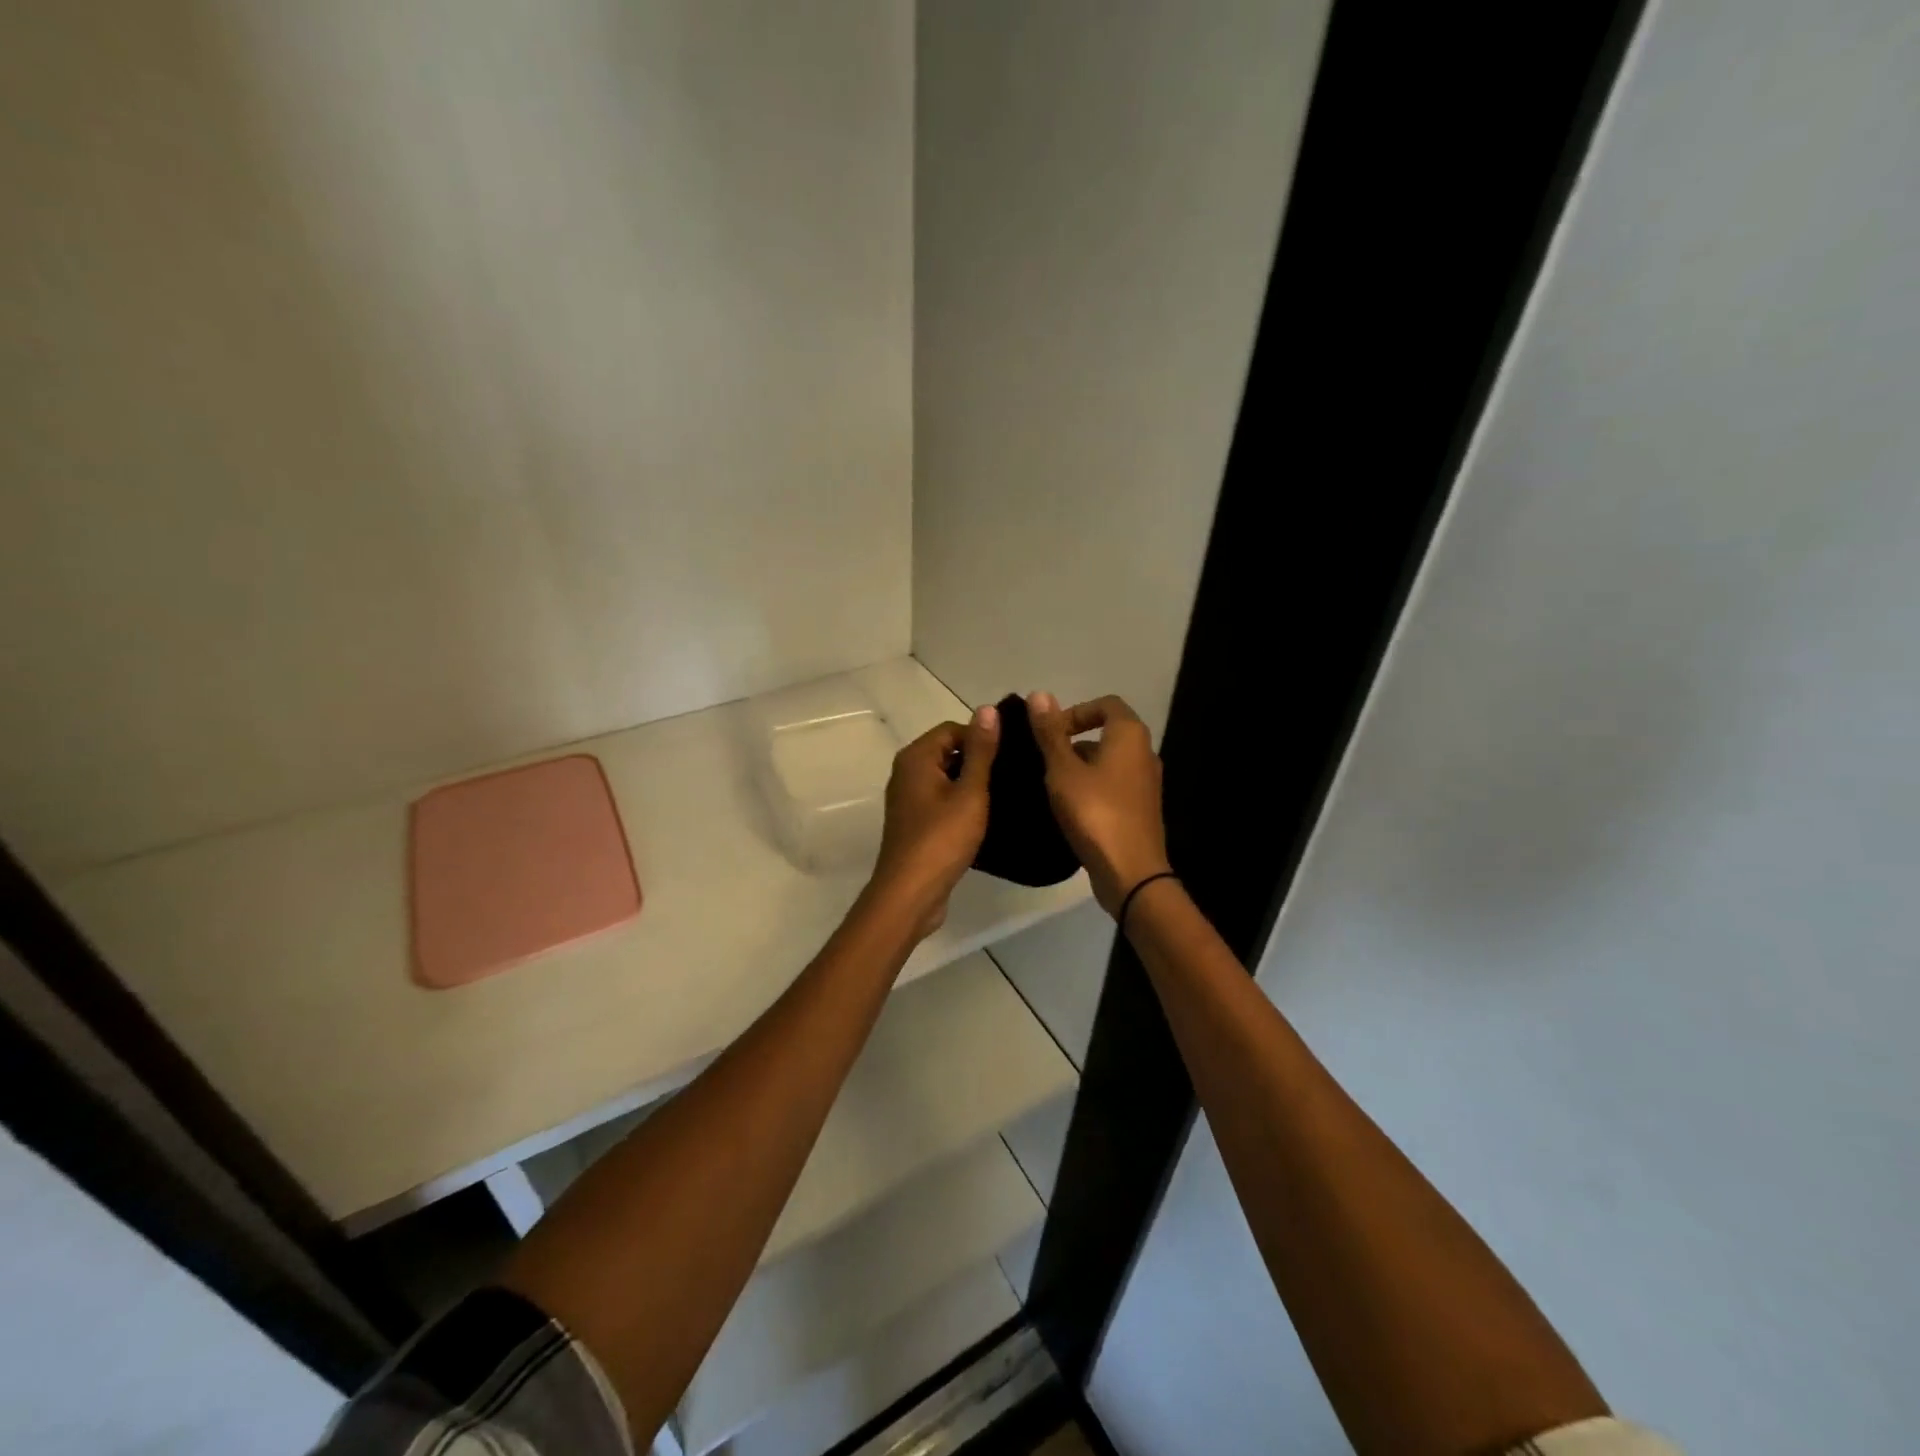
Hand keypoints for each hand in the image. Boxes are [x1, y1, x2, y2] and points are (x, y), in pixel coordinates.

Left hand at [865, 705, 999, 938]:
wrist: (910, 893)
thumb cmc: (942, 839)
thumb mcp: (970, 792)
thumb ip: (981, 751)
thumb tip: (988, 709)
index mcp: (916, 757)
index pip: (953, 729)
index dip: (983, 738)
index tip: (1011, 755)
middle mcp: (906, 772)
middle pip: (948, 752)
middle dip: (979, 760)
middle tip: (1013, 775)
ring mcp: (908, 799)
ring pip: (946, 778)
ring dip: (972, 785)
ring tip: (1006, 795)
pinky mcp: (914, 822)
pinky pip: (941, 800)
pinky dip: (961, 804)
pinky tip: (986, 818)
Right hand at [1028, 692, 1170, 916]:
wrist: (1130, 872)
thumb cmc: (1095, 812)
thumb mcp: (1063, 770)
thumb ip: (1051, 733)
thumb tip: (1040, 694)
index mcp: (1129, 735)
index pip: (1105, 704)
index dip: (1076, 711)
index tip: (1049, 732)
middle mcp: (1144, 753)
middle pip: (1107, 732)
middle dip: (1073, 741)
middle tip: (1043, 760)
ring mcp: (1146, 783)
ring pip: (1108, 762)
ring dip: (1080, 766)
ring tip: (1050, 785)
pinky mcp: (1141, 809)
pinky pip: (1113, 785)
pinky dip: (1091, 787)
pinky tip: (1068, 808)